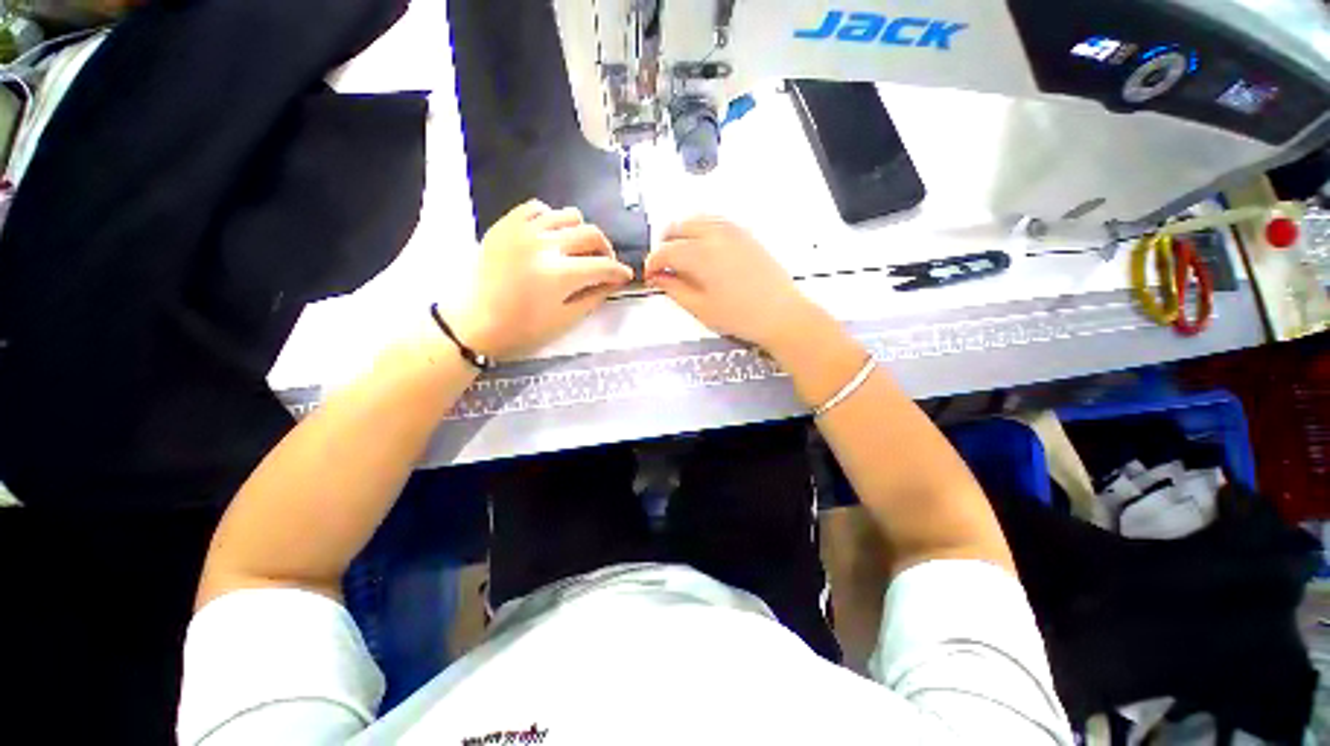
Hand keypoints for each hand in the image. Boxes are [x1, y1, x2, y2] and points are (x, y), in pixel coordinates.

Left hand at [448, 200, 633, 360]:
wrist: (476, 323)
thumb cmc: (523, 329)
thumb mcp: (566, 319)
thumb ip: (595, 296)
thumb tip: (614, 281)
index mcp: (560, 274)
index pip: (603, 266)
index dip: (619, 272)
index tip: (625, 276)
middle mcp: (544, 245)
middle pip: (591, 234)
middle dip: (606, 250)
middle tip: (604, 265)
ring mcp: (523, 230)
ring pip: (568, 215)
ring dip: (581, 233)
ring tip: (577, 250)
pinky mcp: (506, 225)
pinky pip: (537, 208)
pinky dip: (552, 219)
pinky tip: (551, 237)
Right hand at [645, 216, 816, 352]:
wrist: (781, 313)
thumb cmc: (740, 316)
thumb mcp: (700, 308)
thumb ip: (674, 288)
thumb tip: (659, 277)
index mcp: (701, 254)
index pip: (665, 251)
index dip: (653, 263)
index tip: (650, 274)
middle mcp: (715, 234)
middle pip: (678, 227)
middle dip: (665, 244)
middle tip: (663, 266)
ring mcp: (733, 230)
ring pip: (696, 219)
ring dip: (682, 234)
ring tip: (681, 256)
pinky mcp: (745, 234)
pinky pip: (715, 222)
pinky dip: (701, 230)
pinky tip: (703, 249)